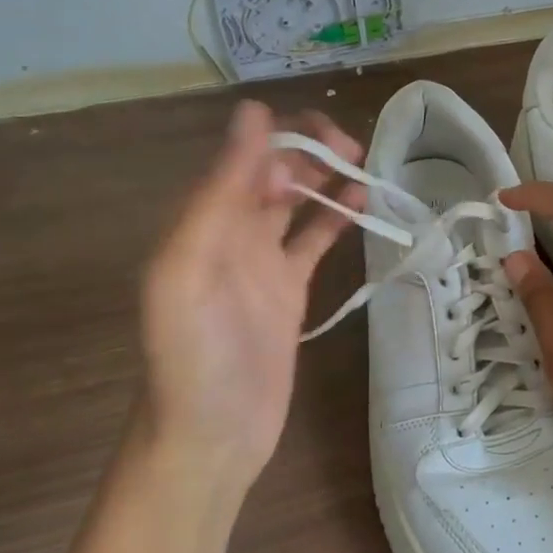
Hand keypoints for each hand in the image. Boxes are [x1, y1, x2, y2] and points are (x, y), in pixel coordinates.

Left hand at [138, 101, 364, 492]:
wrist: (212, 438)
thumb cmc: (194, 356)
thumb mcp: (189, 268)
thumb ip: (218, 192)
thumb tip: (252, 114)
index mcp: (201, 218)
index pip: (243, 154)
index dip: (281, 137)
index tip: (322, 142)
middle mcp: (229, 231)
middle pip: (272, 169)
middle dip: (309, 150)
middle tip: (352, 150)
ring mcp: (261, 260)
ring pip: (297, 200)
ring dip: (326, 177)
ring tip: (363, 164)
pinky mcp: (289, 289)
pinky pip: (314, 240)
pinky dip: (336, 218)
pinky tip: (363, 204)